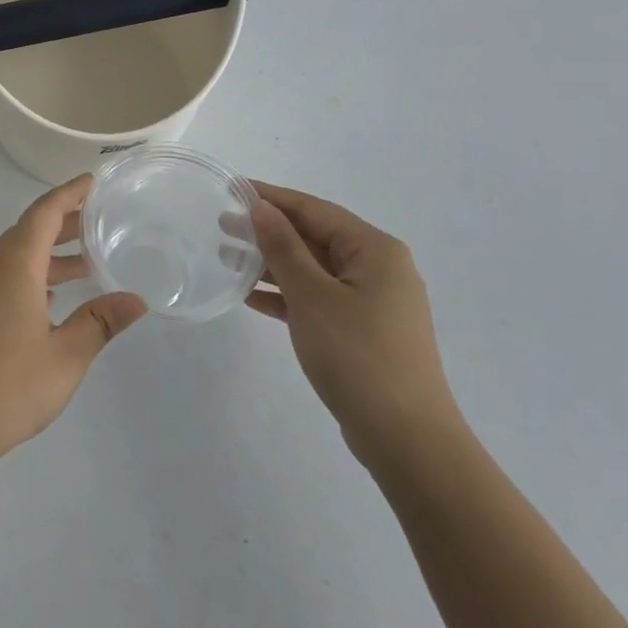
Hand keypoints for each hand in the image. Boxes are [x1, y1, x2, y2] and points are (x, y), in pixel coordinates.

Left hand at [0, 176, 145, 477]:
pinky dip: (31, 274)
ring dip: (49, 253)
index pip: (44, 212)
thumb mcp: (66, 356)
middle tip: (101, 220)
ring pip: (16, 254)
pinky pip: (3, 275)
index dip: (70, 193)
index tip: (94, 180)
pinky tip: (52, 298)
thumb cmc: (7, 386)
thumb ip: (100, 322)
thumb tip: (136, 299)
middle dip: (65, 222)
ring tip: (88, 262)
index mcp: (14, 264)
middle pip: (29, 229)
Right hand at [246, 183, 463, 470]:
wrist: (406, 439)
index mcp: (375, 250)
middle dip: (268, 230)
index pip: (314, 209)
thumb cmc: (358, 356)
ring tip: (226, 257)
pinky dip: (285, 295)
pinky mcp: (360, 330)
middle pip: (314, 236)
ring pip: (312, 269)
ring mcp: (371, 301)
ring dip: (271, 263)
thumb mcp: (312, 296)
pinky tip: (249, 296)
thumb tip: (261, 208)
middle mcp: (378, 268)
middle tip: (221, 224)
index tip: (230, 189)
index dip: (271, 197)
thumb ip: (284, 248)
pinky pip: (316, 298)